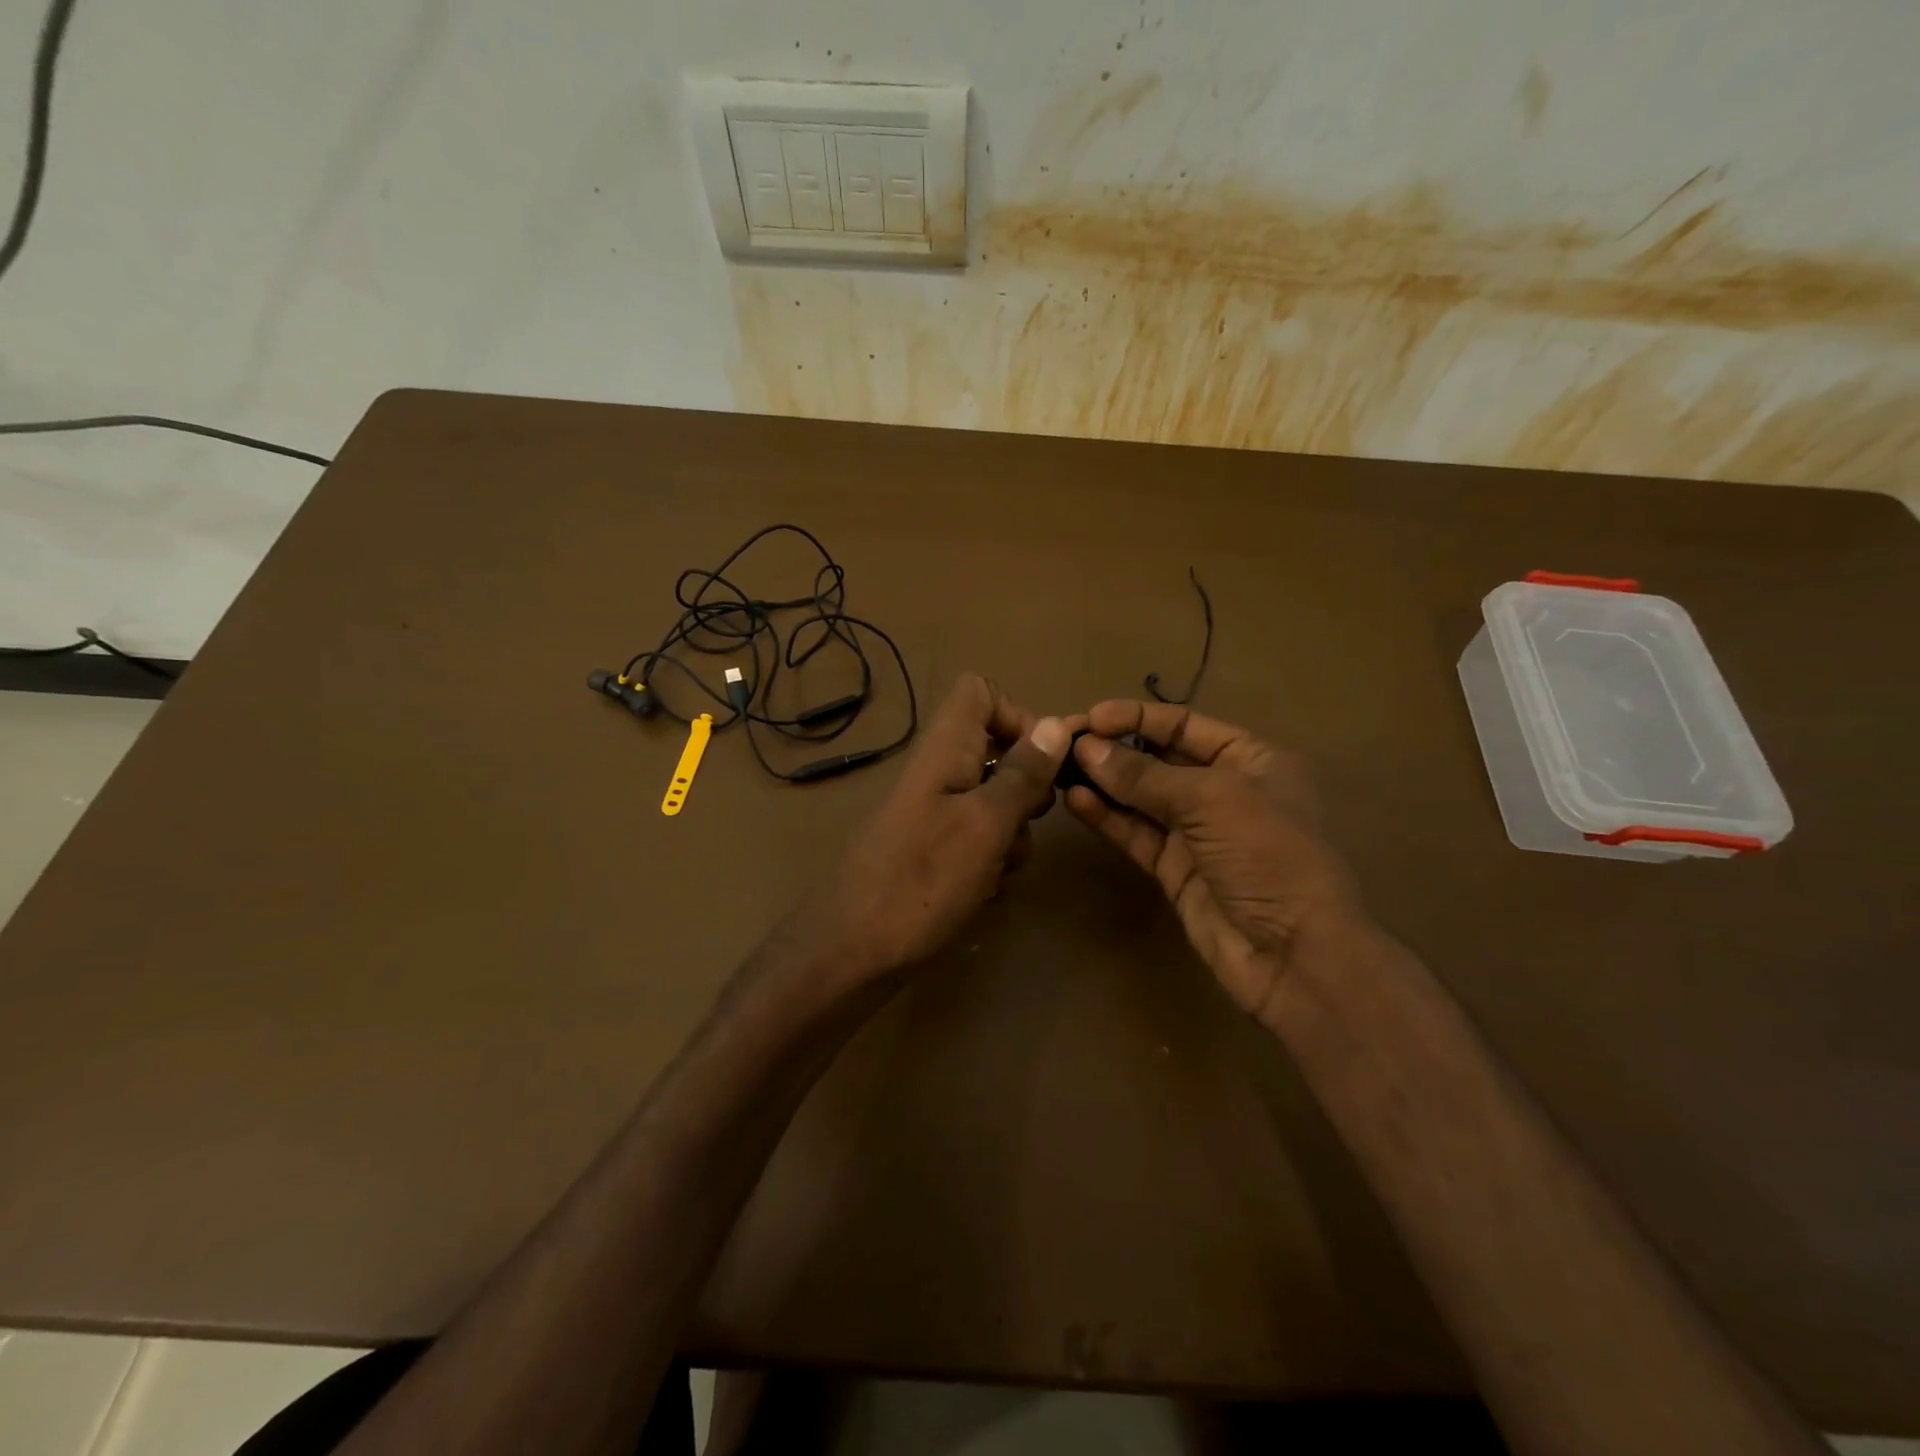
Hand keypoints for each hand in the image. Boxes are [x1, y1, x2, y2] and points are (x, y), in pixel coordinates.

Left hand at [815, 674, 1075, 980]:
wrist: (853, 953)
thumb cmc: (923, 881)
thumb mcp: (986, 824)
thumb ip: (1022, 774)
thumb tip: (1057, 723)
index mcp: (944, 750)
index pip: (979, 692)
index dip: (1017, 715)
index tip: (1042, 761)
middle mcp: (937, 773)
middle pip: (995, 752)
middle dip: (1024, 790)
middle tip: (1026, 824)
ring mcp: (931, 813)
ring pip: (992, 803)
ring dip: (1009, 836)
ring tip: (997, 871)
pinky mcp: (929, 850)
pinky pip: (975, 840)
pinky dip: (988, 862)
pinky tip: (980, 893)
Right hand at [1064, 701, 1362, 1029]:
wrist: (1293, 955)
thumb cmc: (1268, 855)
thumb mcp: (1211, 800)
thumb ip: (1144, 775)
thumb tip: (1086, 749)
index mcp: (1251, 759)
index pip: (1184, 725)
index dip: (1136, 717)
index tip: (1091, 717)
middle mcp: (1223, 790)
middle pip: (1158, 758)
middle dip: (1114, 749)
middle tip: (1065, 743)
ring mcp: (1197, 832)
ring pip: (1140, 798)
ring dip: (1103, 782)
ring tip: (1060, 770)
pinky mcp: (1174, 868)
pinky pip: (1134, 833)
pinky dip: (1106, 817)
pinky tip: (1076, 802)